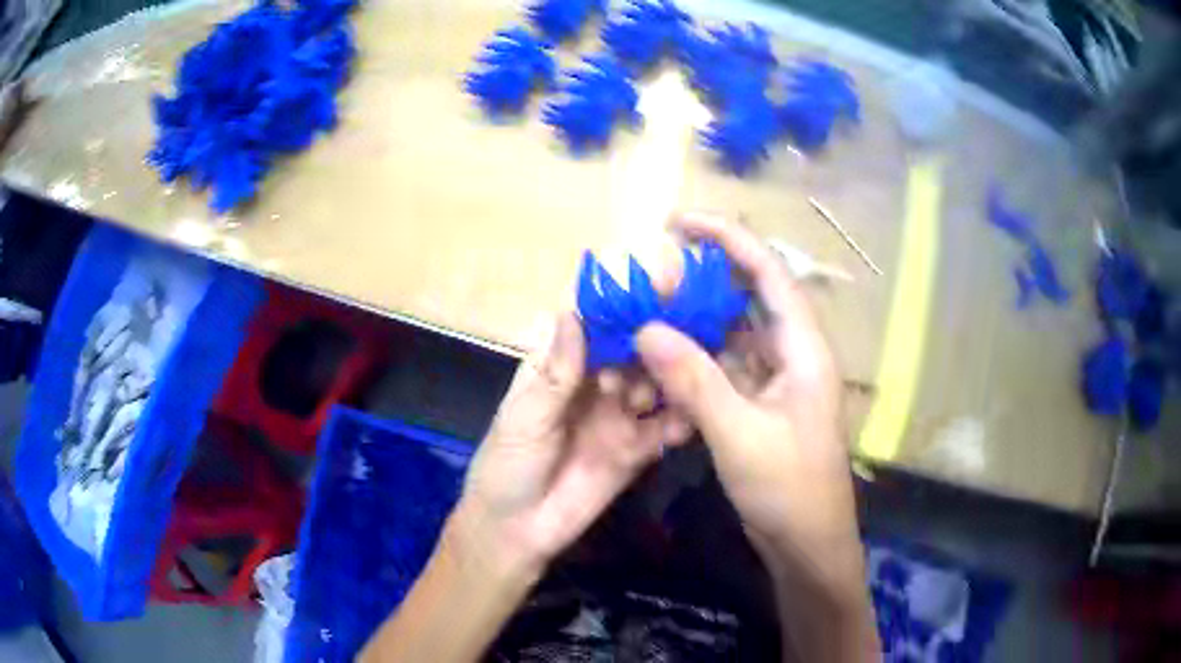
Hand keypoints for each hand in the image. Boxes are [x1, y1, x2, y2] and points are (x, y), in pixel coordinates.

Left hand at [450, 312, 688, 579]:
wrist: (517, 532)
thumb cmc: (507, 466)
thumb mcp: (525, 418)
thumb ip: (555, 373)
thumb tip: (571, 313)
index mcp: (559, 367)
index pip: (593, 327)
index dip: (620, 309)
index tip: (654, 292)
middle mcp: (594, 385)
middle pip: (631, 352)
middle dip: (654, 344)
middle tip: (679, 338)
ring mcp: (619, 416)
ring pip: (653, 386)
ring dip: (669, 380)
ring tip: (684, 378)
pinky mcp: (637, 449)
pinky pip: (663, 429)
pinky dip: (679, 421)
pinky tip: (688, 419)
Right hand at [634, 213, 863, 595]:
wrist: (807, 543)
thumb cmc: (789, 489)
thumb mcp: (740, 436)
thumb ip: (695, 382)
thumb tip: (646, 330)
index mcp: (804, 348)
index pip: (768, 272)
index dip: (728, 239)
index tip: (680, 221)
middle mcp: (793, 353)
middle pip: (750, 295)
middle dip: (704, 276)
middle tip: (654, 267)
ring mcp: (776, 379)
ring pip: (734, 332)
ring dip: (695, 319)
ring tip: (650, 306)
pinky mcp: (760, 403)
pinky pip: (725, 365)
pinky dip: (696, 357)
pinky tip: (663, 355)